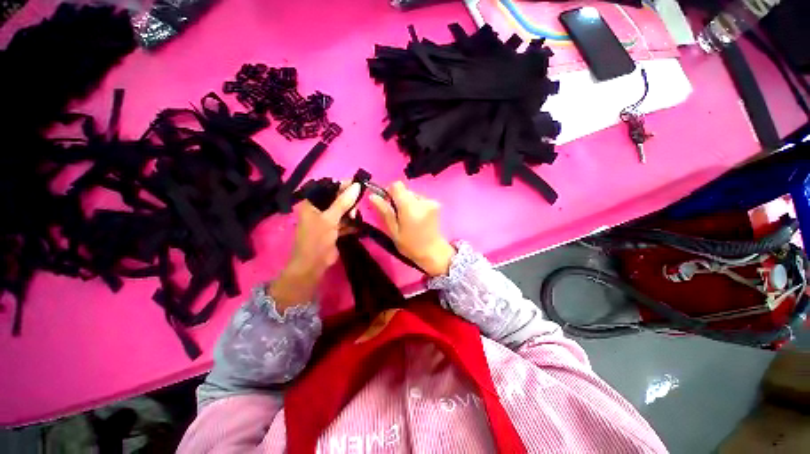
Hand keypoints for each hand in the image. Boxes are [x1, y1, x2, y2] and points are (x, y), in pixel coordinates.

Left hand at [270, 183, 360, 311]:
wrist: (314, 264)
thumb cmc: (317, 239)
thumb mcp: (330, 219)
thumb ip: (343, 202)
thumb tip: (356, 186)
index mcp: (311, 203)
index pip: (327, 188)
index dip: (342, 185)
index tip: (357, 184)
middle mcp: (318, 210)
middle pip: (337, 199)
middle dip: (348, 201)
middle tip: (357, 204)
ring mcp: (326, 220)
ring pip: (342, 211)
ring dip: (350, 213)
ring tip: (356, 217)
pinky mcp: (333, 230)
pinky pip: (344, 222)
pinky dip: (351, 223)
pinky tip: (358, 224)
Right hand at [370, 182, 454, 276]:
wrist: (433, 252)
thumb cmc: (411, 245)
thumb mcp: (394, 231)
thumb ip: (385, 212)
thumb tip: (372, 196)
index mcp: (410, 207)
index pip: (397, 185)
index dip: (389, 192)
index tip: (387, 204)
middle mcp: (422, 200)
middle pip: (405, 191)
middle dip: (398, 200)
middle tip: (398, 217)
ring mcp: (431, 201)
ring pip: (412, 195)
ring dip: (407, 203)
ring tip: (408, 219)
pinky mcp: (435, 204)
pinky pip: (419, 199)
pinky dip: (415, 206)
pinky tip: (417, 219)